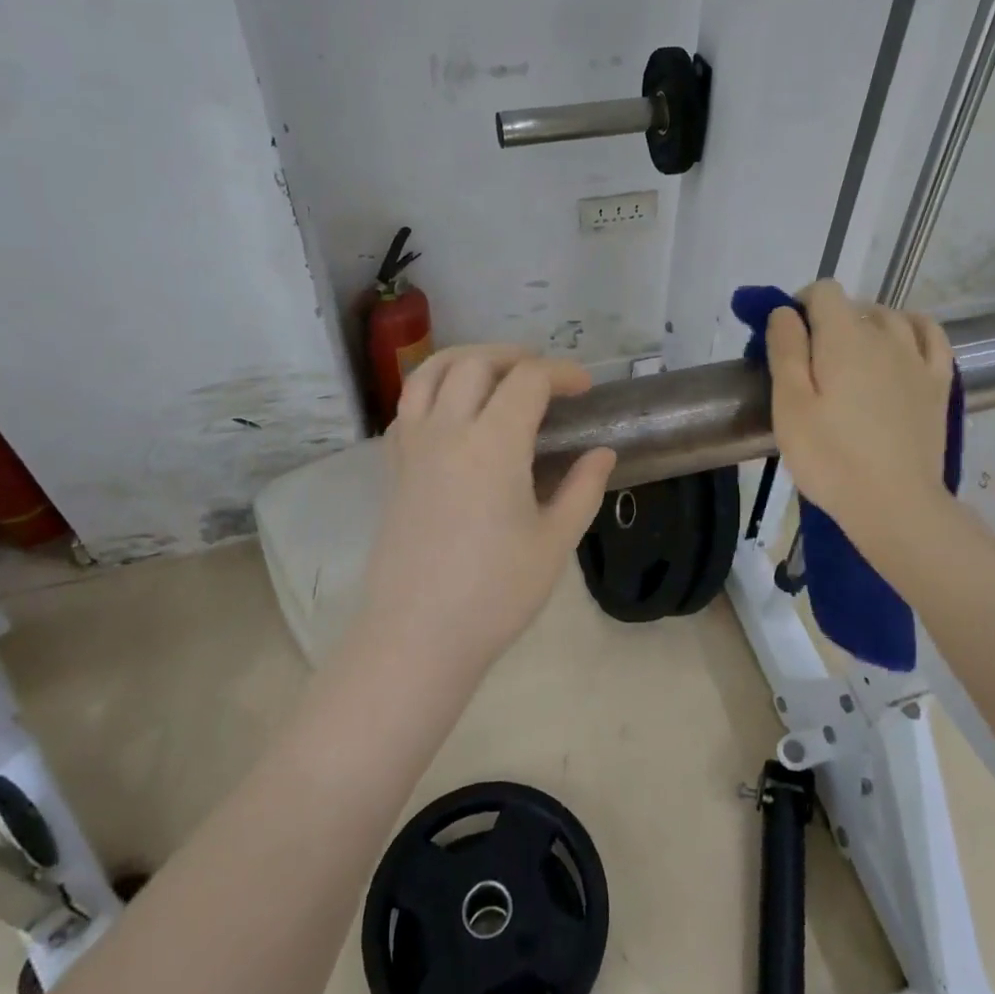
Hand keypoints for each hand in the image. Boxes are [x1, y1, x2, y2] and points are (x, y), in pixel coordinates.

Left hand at [353, 346, 615, 677]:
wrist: (417, 636)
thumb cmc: (494, 594)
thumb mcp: (555, 542)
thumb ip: (582, 489)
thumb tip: (602, 454)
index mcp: (492, 444)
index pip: (528, 381)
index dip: (562, 373)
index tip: (585, 388)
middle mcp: (446, 431)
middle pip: (475, 363)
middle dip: (515, 357)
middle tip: (544, 376)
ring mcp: (412, 447)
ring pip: (430, 373)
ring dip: (467, 359)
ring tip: (495, 373)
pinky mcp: (392, 468)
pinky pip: (408, 406)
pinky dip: (433, 389)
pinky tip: (453, 412)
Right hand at [767, 281, 956, 559]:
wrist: (895, 504)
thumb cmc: (830, 457)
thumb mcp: (790, 405)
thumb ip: (785, 350)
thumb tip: (785, 311)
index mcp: (844, 337)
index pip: (823, 291)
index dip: (799, 306)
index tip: (787, 339)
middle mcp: (886, 335)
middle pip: (854, 306)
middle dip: (828, 323)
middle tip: (810, 366)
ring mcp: (918, 359)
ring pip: (890, 318)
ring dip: (866, 326)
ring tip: (849, 361)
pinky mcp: (938, 384)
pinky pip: (931, 336)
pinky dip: (912, 329)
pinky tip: (901, 343)